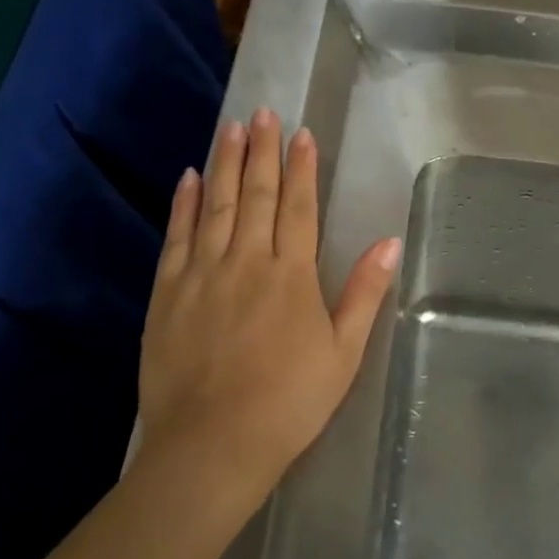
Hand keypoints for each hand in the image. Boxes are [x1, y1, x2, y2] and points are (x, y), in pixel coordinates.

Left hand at [138, 110, 401, 505]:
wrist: (212, 446)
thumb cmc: (289, 402)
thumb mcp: (342, 353)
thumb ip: (363, 293)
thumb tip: (390, 243)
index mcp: (291, 275)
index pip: (299, 207)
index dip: (302, 168)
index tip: (302, 133)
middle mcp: (246, 261)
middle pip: (257, 195)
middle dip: (262, 151)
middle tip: (262, 113)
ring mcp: (203, 274)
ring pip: (217, 205)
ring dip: (225, 164)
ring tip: (231, 128)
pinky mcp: (168, 294)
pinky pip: (177, 237)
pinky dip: (185, 204)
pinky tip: (189, 178)